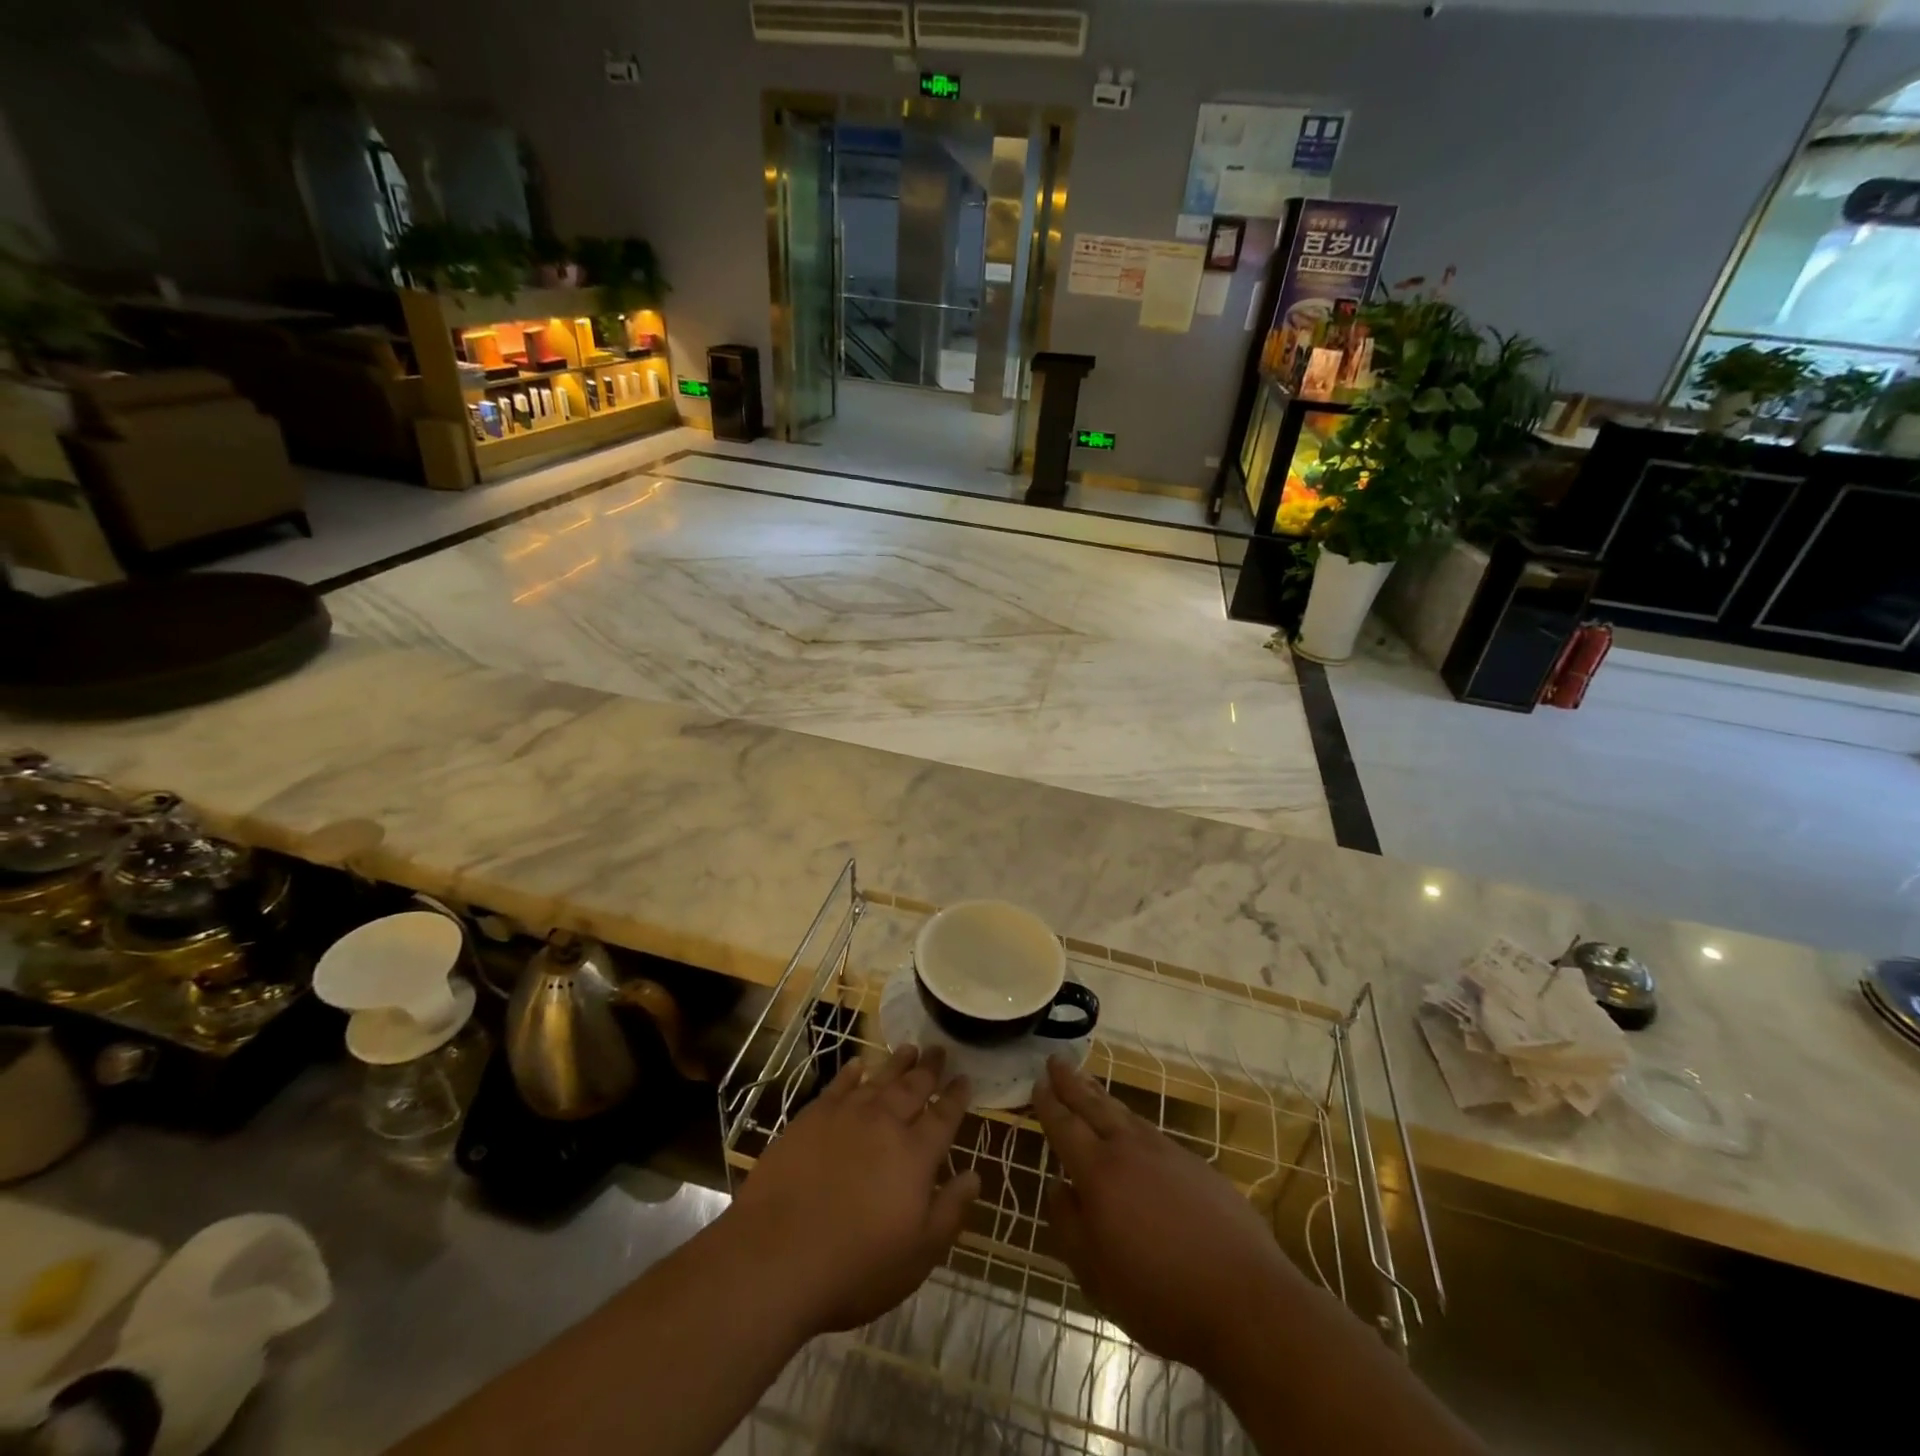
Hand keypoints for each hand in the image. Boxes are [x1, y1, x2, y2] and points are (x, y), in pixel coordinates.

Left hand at [731, 1045, 979, 1336]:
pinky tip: (857, 1065)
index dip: (956, 1096)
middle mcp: (885, 1124)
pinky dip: (851, 1073)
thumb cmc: (856, 1267)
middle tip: (939, 1049)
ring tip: (909, 1048)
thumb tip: (975, 1176)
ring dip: (897, 1063)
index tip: (965, 1078)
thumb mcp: (918, 1255)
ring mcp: (845, 1116)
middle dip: (929, 1068)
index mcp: (915, 1155)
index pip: (943, 1116)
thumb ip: (950, 1212)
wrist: (777, 1257)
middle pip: (913, 1087)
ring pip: (879, 1080)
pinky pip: (838, 1086)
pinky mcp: (810, 1118)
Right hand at [1033, 1055, 1301, 1374]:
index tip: (1037, 1083)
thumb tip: (1057, 1188)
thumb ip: (1069, 1226)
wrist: (1246, 1299)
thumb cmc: (1160, 1295)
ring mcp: (1168, 1153)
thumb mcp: (1096, 1276)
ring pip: (1126, 1115)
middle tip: (1056, 1060)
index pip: (1065, 1127)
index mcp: (1099, 1173)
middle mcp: (1131, 1150)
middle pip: (1095, 1106)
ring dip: (1102, 1097)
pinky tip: (1134, 1132)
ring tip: (1088, 1085)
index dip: (1049, 1105)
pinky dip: (1133, 1123)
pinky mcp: (1198, 1166)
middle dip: (1072, 1082)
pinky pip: (1153, 1133)